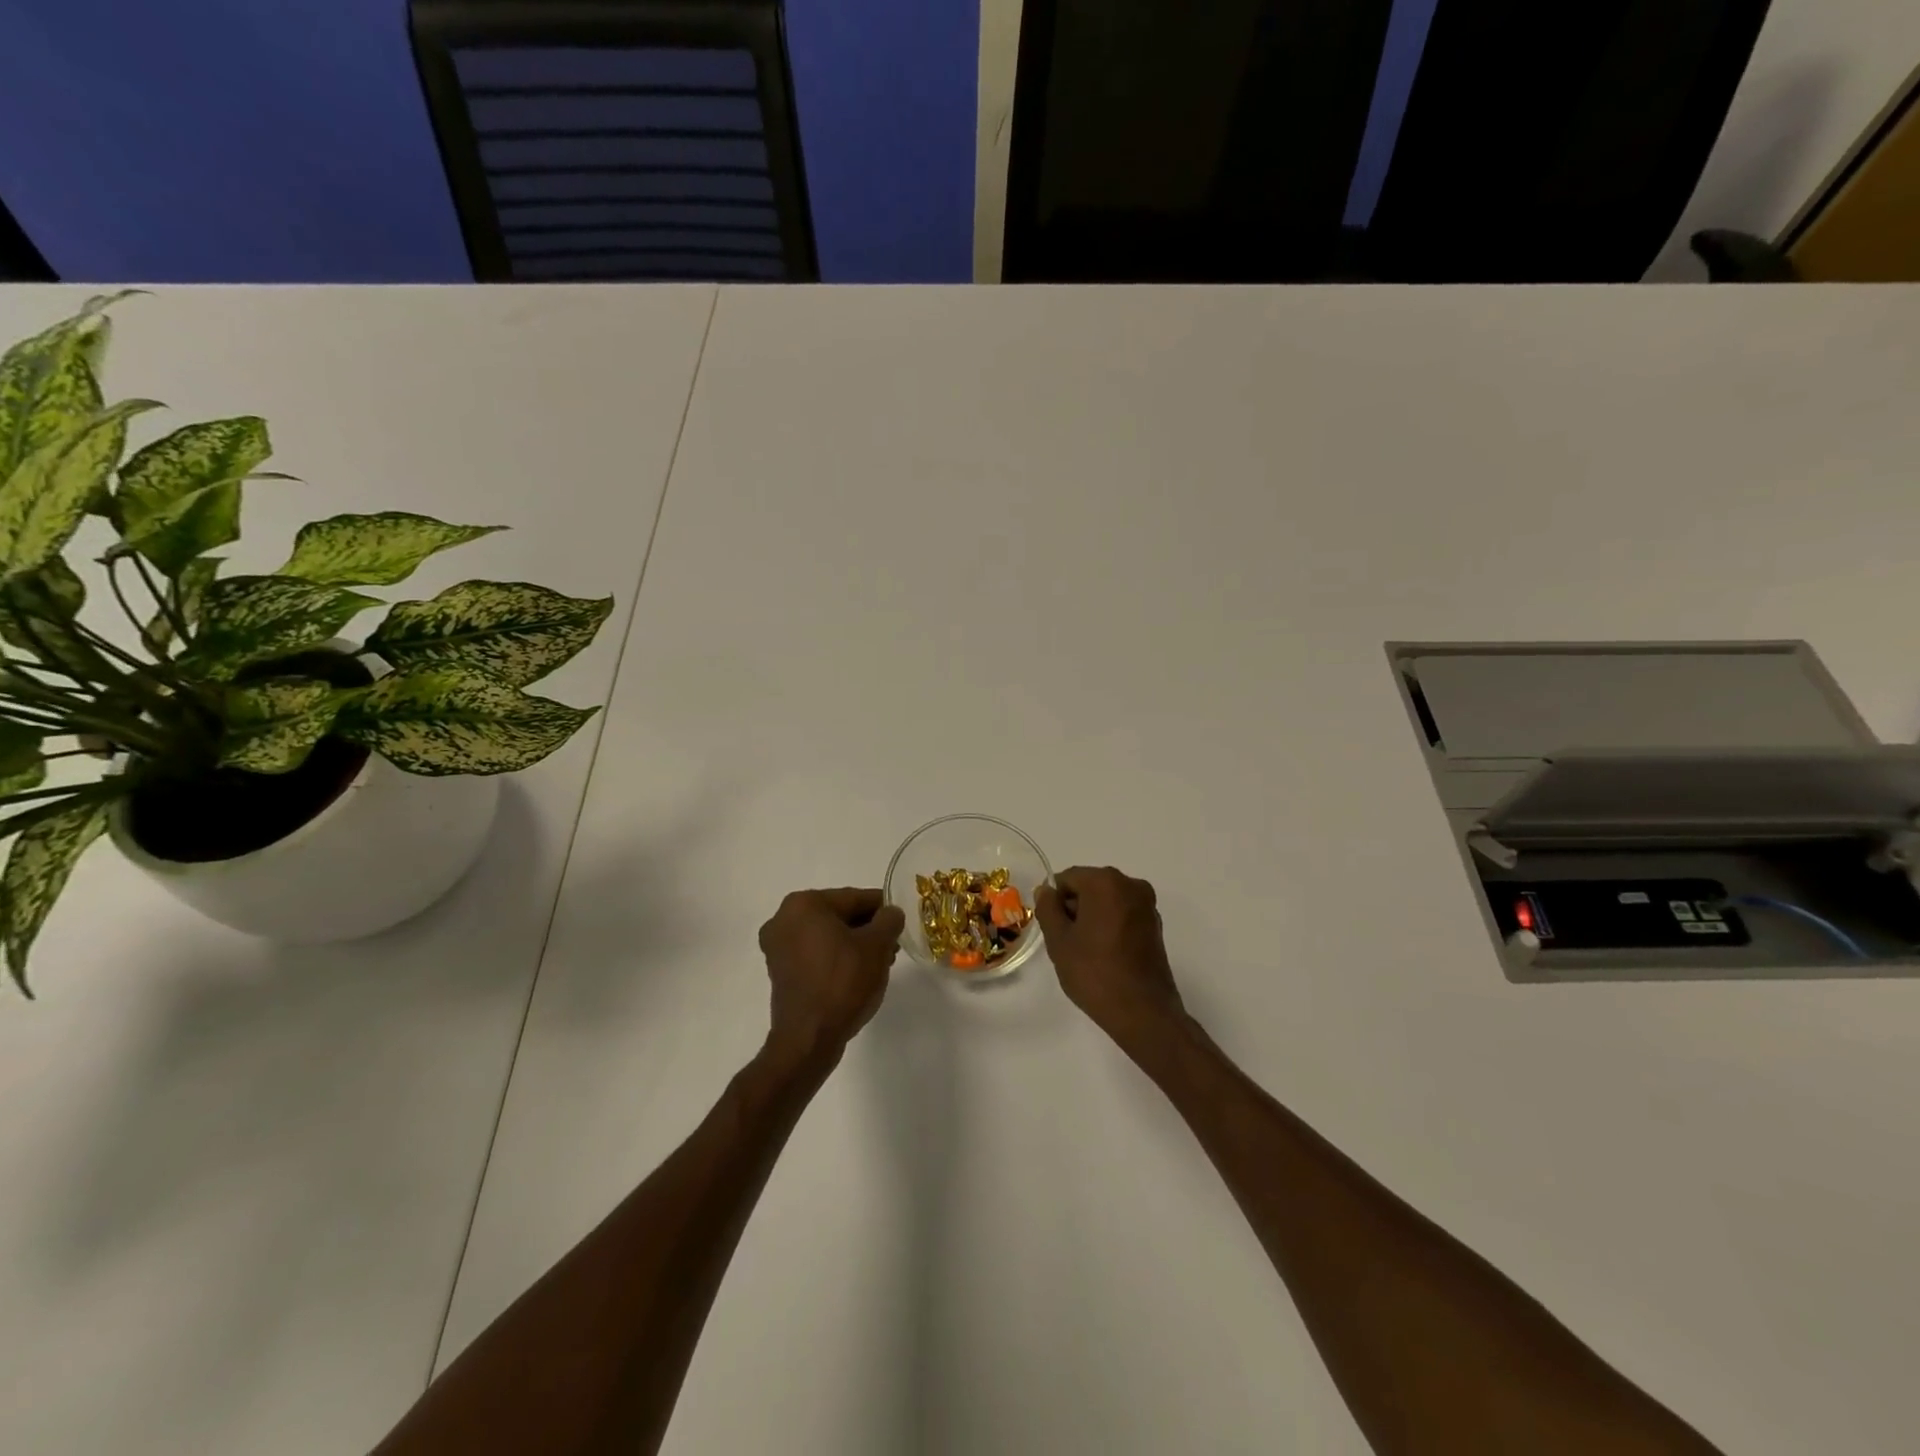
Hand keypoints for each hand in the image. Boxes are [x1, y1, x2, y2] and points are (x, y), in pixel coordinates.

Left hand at [758, 888, 904, 1064]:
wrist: (809, 1039)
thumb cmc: (843, 983)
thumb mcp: (877, 946)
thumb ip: (888, 920)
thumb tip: (890, 913)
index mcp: (804, 904)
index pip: (854, 897)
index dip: (883, 908)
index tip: (901, 921)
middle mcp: (784, 918)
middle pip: (839, 915)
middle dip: (868, 928)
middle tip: (893, 945)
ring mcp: (777, 947)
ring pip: (827, 935)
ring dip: (854, 944)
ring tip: (880, 962)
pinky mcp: (779, 971)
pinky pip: (815, 953)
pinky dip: (836, 957)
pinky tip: (857, 974)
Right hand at [1036, 866, 1187, 1049]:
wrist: (1143, 1013)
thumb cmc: (1095, 973)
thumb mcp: (1059, 941)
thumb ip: (1048, 909)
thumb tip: (1046, 890)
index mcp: (1106, 882)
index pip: (1067, 879)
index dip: (1054, 902)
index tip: (1052, 929)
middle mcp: (1131, 885)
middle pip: (1089, 886)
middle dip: (1074, 908)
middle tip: (1066, 942)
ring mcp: (1147, 905)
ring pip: (1107, 901)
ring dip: (1092, 918)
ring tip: (1085, 952)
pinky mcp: (1155, 925)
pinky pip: (1123, 915)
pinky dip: (1110, 926)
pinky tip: (1105, 955)